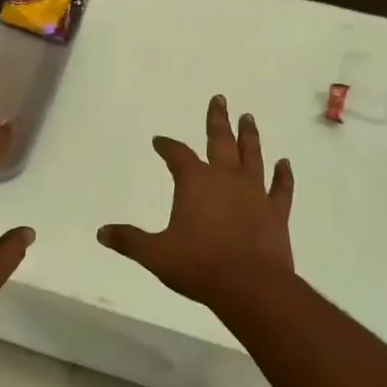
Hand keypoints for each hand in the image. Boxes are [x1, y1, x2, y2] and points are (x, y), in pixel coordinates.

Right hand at [96, 95, 294, 312]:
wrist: (251, 287)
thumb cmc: (199, 266)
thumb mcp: (156, 255)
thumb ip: (129, 241)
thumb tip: (101, 232)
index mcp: (195, 182)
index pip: (177, 154)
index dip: (167, 146)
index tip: (159, 141)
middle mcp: (225, 178)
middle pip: (220, 140)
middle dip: (217, 119)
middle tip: (220, 99)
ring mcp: (254, 192)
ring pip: (252, 155)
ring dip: (249, 136)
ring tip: (248, 118)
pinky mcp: (276, 211)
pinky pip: (281, 187)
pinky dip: (283, 175)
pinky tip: (285, 163)